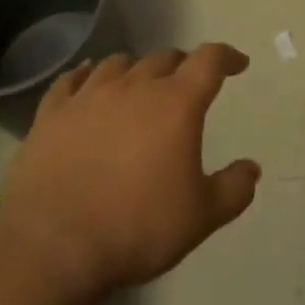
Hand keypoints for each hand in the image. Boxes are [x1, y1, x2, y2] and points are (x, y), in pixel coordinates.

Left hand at [0, 45, 260, 304]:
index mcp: (177, 103)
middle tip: (187, 83)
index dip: (227, 57)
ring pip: (118, 63)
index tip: (237, 63)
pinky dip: (84, 75)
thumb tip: (252, 169)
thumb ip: (233, 189)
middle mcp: (135, 87)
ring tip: (140, 82)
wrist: (52, 247)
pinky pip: (70, 81)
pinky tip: (86, 78)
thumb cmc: (137, 228)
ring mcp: (89, 97)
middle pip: (164, 57)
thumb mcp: (200, 217)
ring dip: (136, 68)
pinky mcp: (52, 114)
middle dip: (181, 65)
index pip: (209, 60)